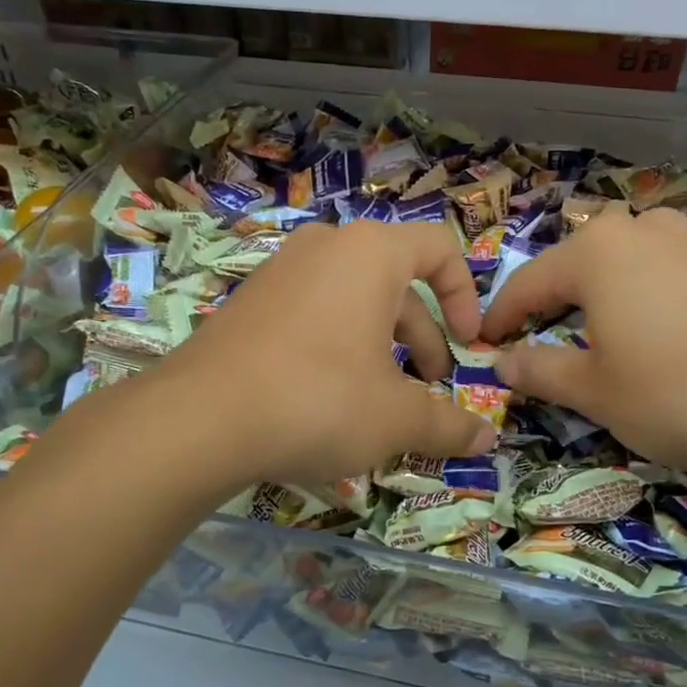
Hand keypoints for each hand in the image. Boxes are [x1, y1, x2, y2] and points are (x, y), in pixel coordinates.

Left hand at [141, 221, 496, 488]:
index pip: (439, 249)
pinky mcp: (250, 303)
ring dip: (382, 346)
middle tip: (430, 387)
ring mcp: (280, 272)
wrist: (199, 419)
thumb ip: (447, 424)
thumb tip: (487, 439)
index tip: (468, 345)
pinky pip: (314, 314)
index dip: (465, 297)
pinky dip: (338, 347)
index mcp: (370, 253)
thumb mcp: (396, 418)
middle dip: (423, 337)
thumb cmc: (319, 400)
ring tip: (383, 401)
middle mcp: (325, 248)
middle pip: (397, 283)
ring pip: (353, 302)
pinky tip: (331, 399)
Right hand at [479, 206, 686, 490]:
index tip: (483, 345)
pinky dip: (642, 300)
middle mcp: (642, 229)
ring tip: (595, 339)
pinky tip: (655, 336)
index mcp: (597, 251)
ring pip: (622, 266)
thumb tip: (502, 361)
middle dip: (551, 305)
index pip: (527, 283)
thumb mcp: (596, 392)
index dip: (501, 317)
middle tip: (537, 345)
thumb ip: (540, 370)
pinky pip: (664, 274)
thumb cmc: (680, 395)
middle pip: (576, 267)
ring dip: (597, 300)